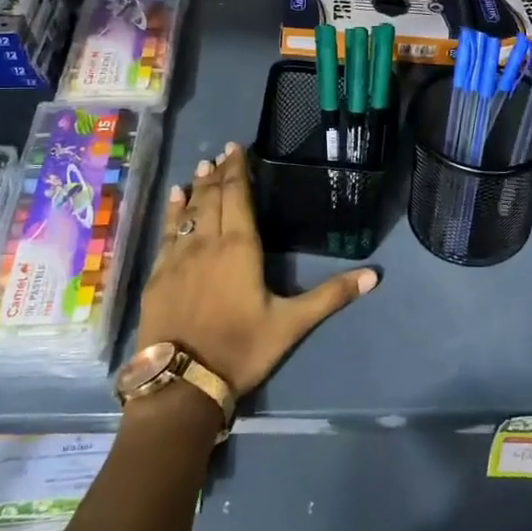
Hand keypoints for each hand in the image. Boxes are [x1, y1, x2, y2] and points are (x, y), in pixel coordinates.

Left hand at [136, 142, 377, 396]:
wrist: (181, 382)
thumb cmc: (241, 349)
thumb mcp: (291, 324)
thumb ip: (330, 296)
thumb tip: (373, 275)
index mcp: (240, 248)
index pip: (238, 197)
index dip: (238, 171)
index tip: (236, 148)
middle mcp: (207, 243)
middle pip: (213, 198)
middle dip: (218, 173)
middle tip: (220, 152)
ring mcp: (178, 257)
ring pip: (188, 211)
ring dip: (196, 187)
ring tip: (201, 167)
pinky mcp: (158, 274)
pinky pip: (166, 232)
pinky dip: (172, 212)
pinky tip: (174, 200)